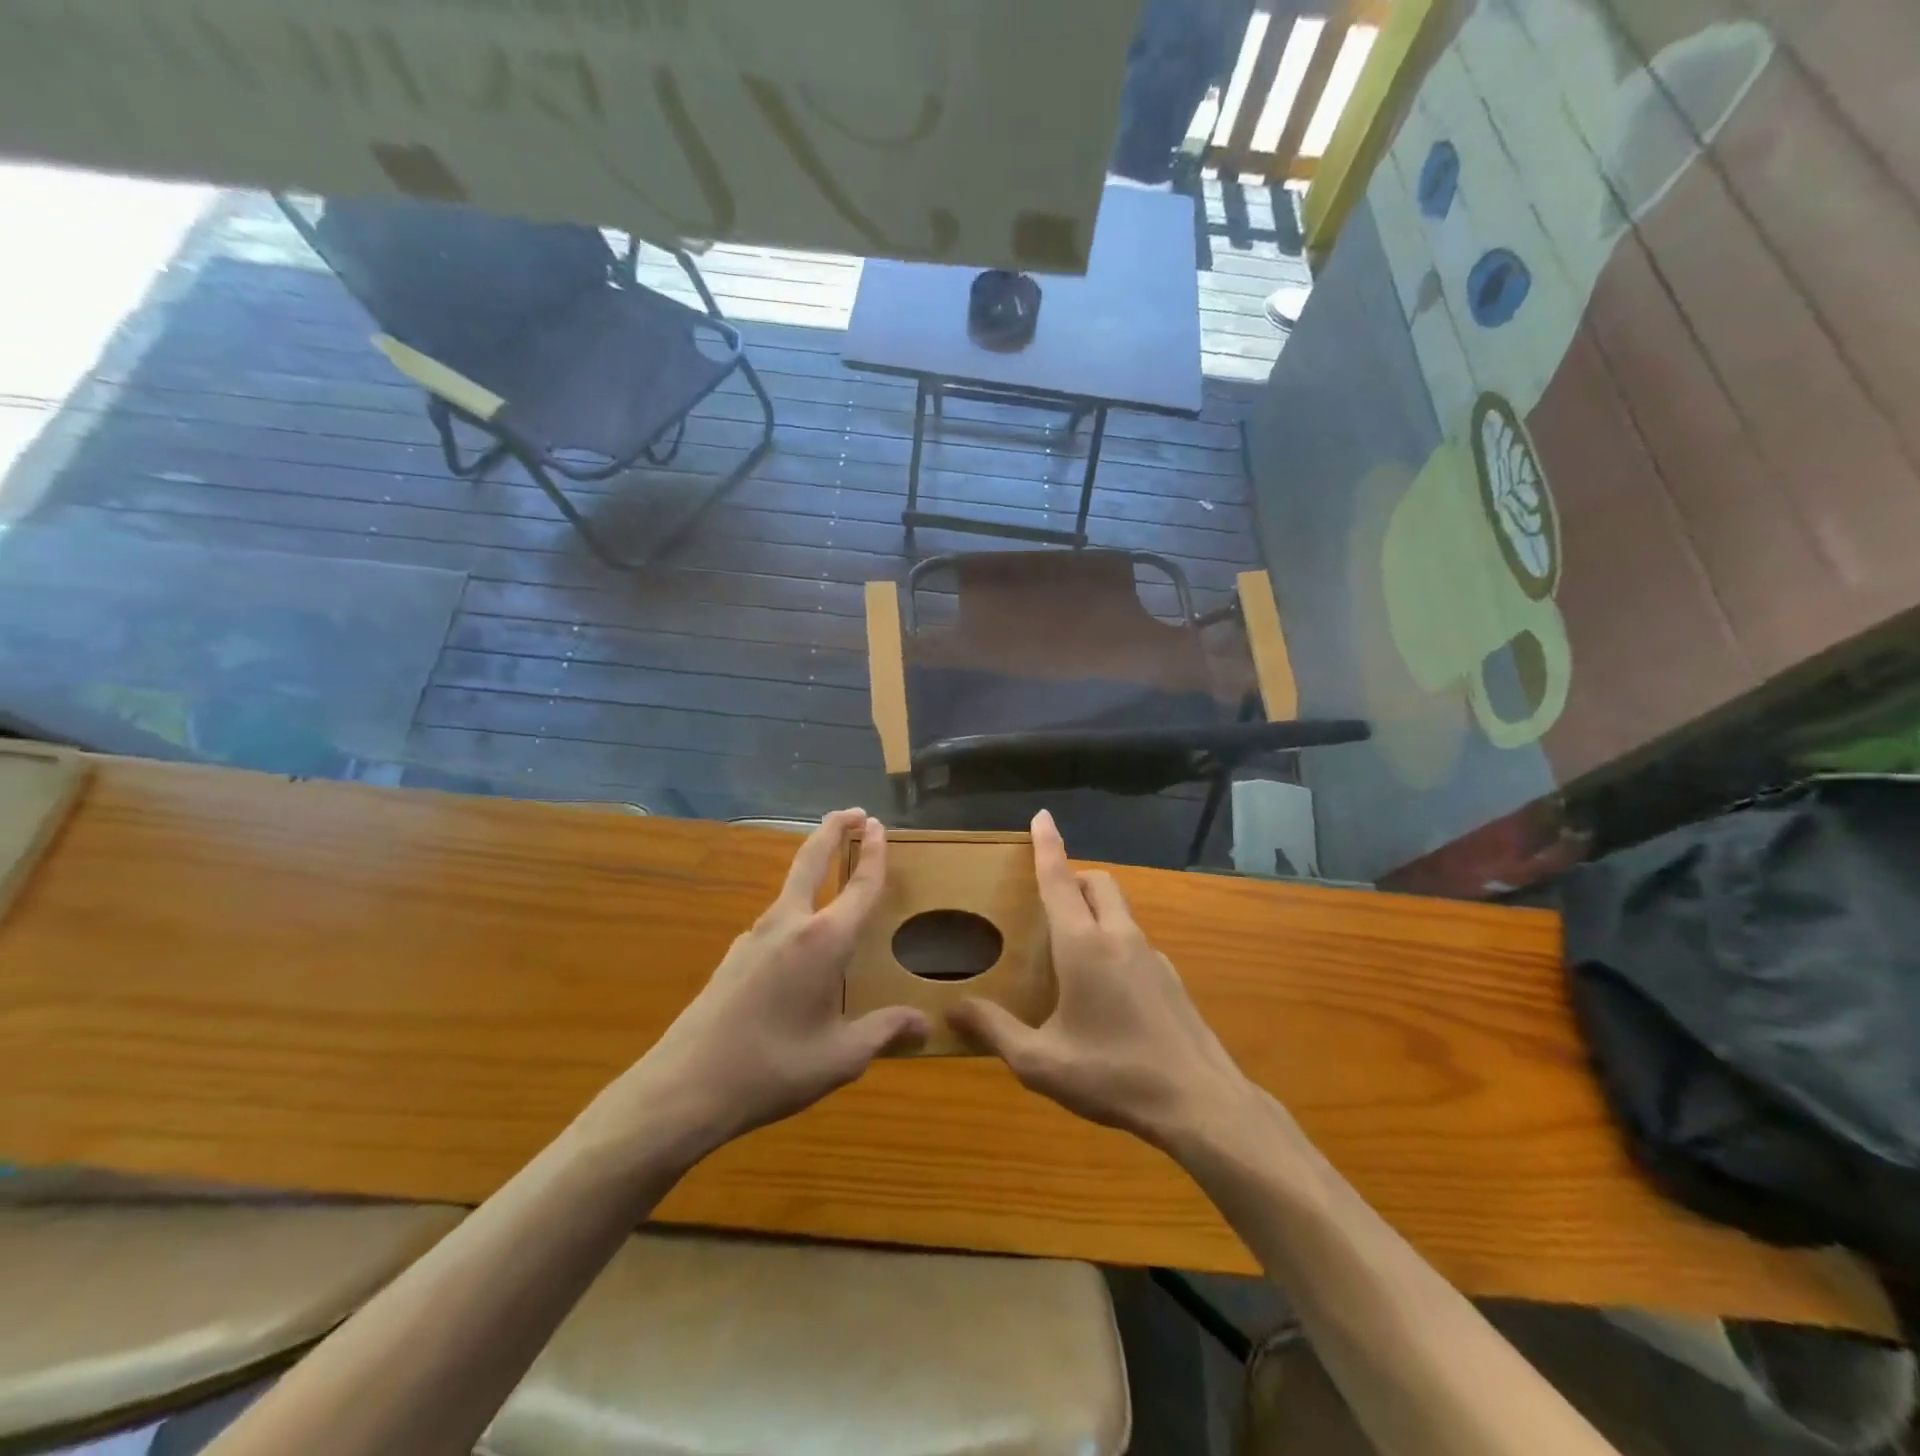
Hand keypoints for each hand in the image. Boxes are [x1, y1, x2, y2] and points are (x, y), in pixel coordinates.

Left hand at [578, 810, 928, 1168]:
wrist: (685, 1086)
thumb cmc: (773, 1068)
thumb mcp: (840, 1057)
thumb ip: (884, 1032)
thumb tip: (924, 1024)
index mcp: (823, 941)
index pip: (859, 886)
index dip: (873, 853)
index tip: (878, 825)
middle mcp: (789, 924)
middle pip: (811, 859)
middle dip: (833, 829)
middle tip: (854, 813)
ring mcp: (755, 936)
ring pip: (790, 888)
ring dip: (813, 868)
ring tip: (835, 879)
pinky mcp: (734, 955)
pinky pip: (775, 920)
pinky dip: (796, 908)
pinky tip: (802, 944)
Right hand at [949, 810, 1254, 1151]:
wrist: (1200, 1103)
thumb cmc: (1113, 1074)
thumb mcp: (1041, 1063)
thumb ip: (996, 1031)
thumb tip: (954, 1008)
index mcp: (1083, 945)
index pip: (1060, 879)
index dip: (1048, 845)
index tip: (1042, 815)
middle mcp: (1120, 938)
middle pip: (1098, 883)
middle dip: (1074, 877)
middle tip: (1048, 903)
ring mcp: (1152, 956)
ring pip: (1120, 911)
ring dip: (1095, 911)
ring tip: (1070, 952)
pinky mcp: (1171, 979)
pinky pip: (1134, 942)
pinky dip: (1114, 944)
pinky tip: (1105, 993)